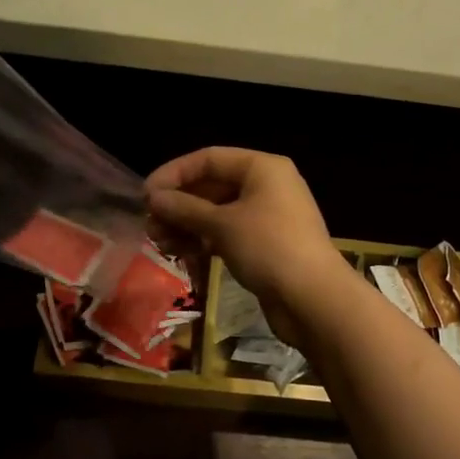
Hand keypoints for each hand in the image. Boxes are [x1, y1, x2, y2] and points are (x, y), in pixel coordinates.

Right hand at [146, 148, 347, 340]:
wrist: (314, 299)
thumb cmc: (269, 248)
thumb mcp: (223, 224)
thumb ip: (185, 208)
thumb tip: (154, 198)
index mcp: (262, 168)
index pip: (209, 159)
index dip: (174, 174)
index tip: (145, 195)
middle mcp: (267, 185)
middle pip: (213, 185)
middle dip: (179, 204)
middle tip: (150, 225)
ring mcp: (268, 216)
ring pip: (218, 212)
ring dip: (187, 225)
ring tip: (160, 244)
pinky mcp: (266, 244)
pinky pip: (228, 233)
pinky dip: (205, 240)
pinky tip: (183, 254)